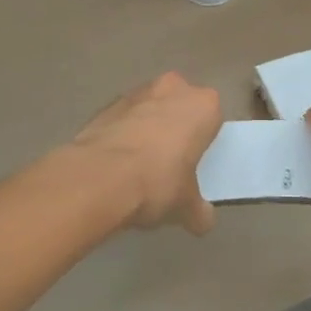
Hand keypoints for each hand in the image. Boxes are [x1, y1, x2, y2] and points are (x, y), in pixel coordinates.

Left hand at [64, 72, 221, 233]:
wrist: (99, 177)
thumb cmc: (157, 182)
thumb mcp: (186, 206)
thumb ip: (199, 210)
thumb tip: (204, 221)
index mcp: (203, 105)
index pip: (211, 118)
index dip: (203, 140)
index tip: (194, 162)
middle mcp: (173, 88)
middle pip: (179, 105)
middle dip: (174, 126)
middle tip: (169, 161)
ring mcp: (137, 93)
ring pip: (149, 108)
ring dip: (146, 127)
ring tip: (138, 166)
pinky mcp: (106, 105)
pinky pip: (123, 119)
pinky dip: (122, 134)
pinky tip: (115, 165)